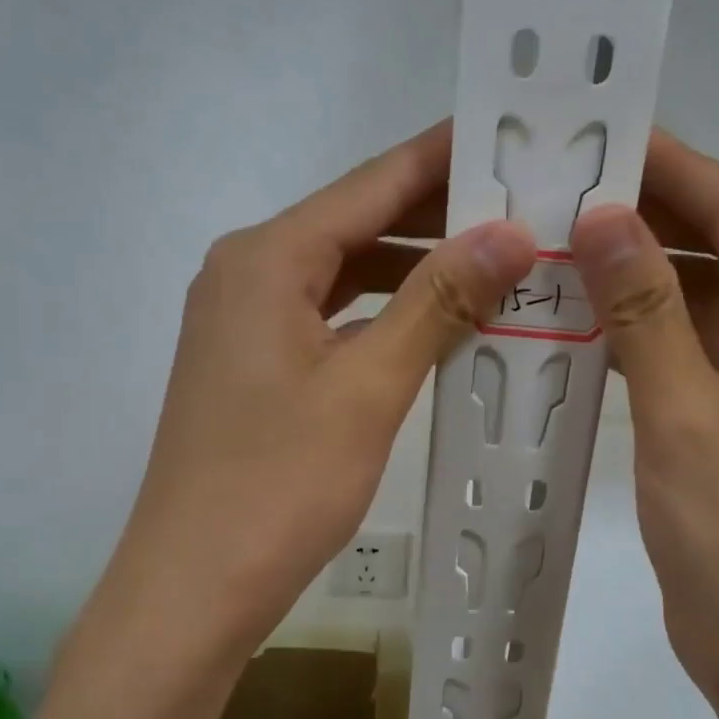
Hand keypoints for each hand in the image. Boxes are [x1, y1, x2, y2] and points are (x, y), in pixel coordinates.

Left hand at [92, 123, 535, 685]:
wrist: (193, 586)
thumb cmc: (278, 486)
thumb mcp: (367, 388)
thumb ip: (437, 302)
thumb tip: (512, 233)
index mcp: (266, 258)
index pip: (371, 184)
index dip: (444, 158)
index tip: (512, 132)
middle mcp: (246, 273)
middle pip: (356, 223)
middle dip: (437, 215)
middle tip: (525, 204)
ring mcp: (245, 323)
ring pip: (344, 274)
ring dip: (414, 269)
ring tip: (496, 262)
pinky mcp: (253, 367)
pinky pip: (330, 318)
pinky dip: (383, 315)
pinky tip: (436, 325)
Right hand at [570, 131, 718, 714]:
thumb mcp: (686, 415)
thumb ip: (647, 313)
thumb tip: (604, 217)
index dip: (674, 168)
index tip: (602, 135)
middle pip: (717, 249)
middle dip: (645, 216)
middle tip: (561, 190)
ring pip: (691, 301)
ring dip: (632, 274)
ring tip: (556, 243)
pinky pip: (675, 350)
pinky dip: (630, 329)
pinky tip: (574, 318)